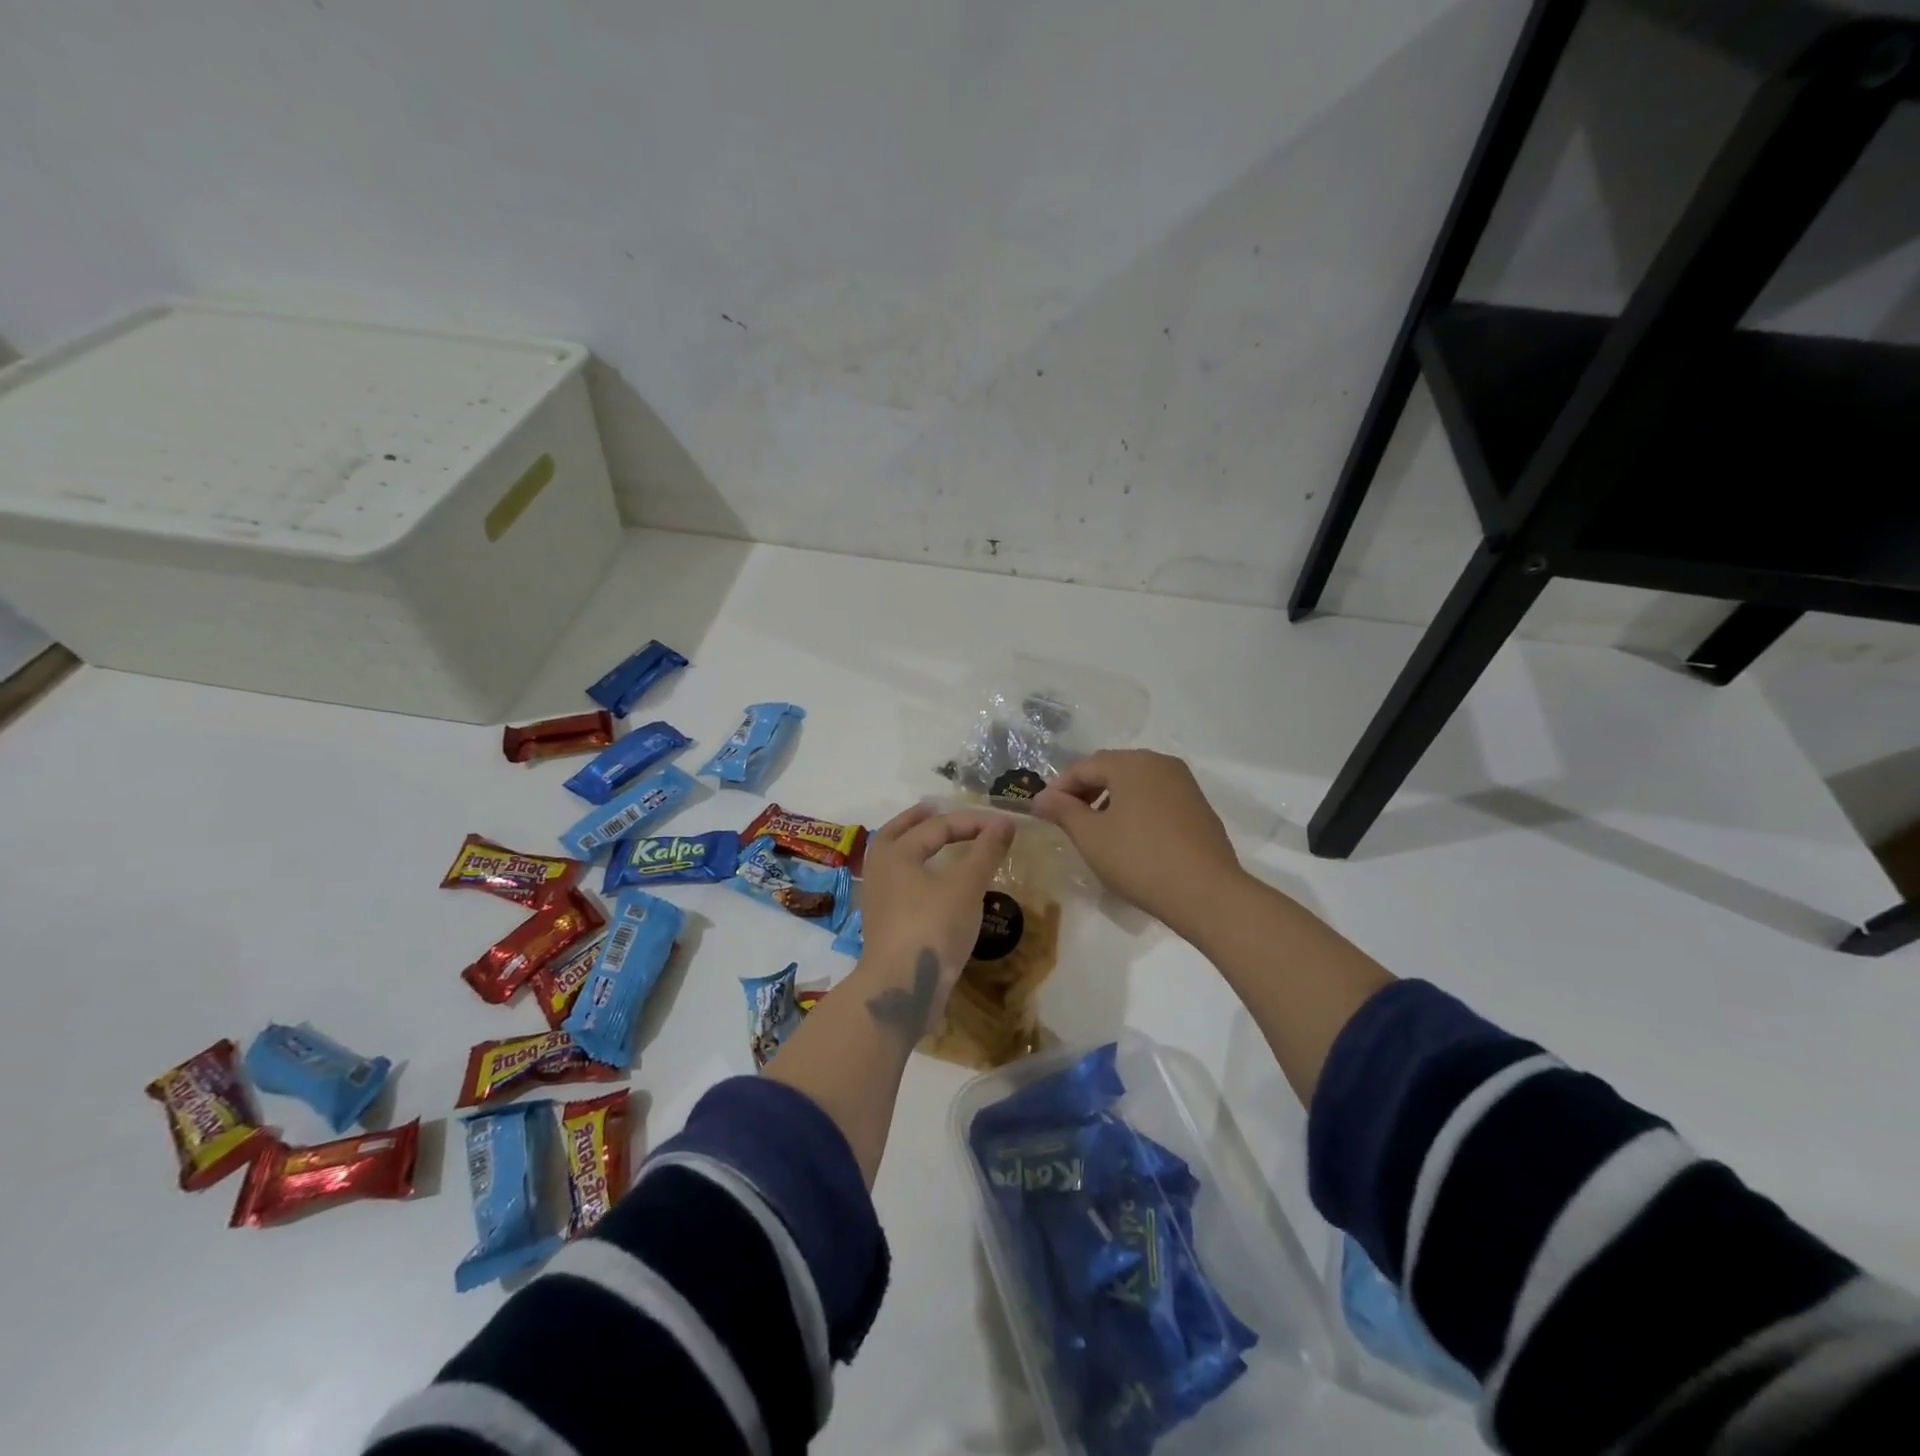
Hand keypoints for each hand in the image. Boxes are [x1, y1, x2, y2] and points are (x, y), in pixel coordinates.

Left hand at [856, 804, 1017, 1038]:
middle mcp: (880, 870)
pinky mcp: (885, 924)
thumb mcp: (966, 886)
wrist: (901, 988)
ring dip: (914, 846)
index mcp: (895, 852)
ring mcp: (879, 899)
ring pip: (895, 860)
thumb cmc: (932, 927)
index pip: (937, 826)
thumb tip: (1004, 822)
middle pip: (897, 834)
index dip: (973, 822)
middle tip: (935, 810)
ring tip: (935, 844)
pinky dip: (917, 872)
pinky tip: (935, 883)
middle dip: (918, 821)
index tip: (1004, 825)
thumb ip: (985, 851)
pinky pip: (900, 884)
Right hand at [1032, 750, 1242, 937]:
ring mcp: (1184, 784)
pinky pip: (1157, 798)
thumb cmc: (1139, 859)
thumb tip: (1041, 797)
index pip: (1084, 767)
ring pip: (1136, 783)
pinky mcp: (1199, 807)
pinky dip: (1136, 809)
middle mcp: (1160, 764)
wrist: (1207, 893)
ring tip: (1096, 831)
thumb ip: (1063, 811)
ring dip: (1110, 800)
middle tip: (1067, 819)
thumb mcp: (1091, 837)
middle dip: (1085, 791)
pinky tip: (1130, 838)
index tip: (1042, 812)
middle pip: (1112, 769)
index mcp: (1132, 763)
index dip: (1059, 788)